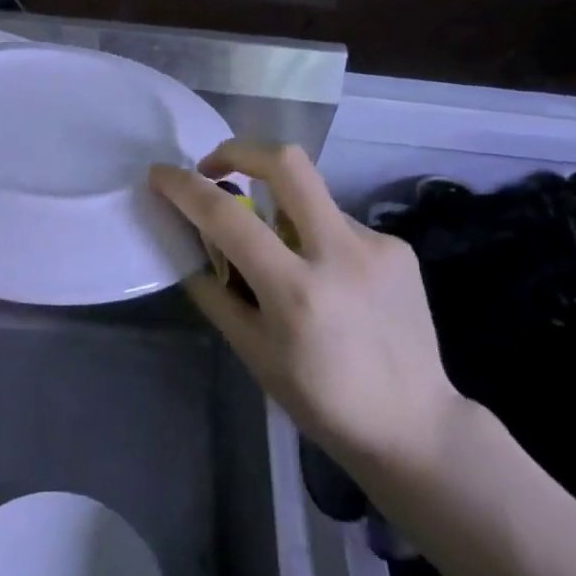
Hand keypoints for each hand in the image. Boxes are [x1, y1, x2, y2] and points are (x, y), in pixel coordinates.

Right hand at [149, 141, 461, 472]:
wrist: (415, 425)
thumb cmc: (322, 401)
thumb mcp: (254, 354)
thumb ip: (216, 293)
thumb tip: (190, 245)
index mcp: (296, 291)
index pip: (227, 217)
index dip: (185, 187)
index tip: (160, 174)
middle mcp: (339, 254)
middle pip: (287, 163)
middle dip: (240, 150)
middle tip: (216, 168)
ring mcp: (377, 245)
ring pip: (312, 198)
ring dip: (282, 210)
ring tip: (284, 258)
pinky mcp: (398, 247)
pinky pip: (340, 224)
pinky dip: (317, 237)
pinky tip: (328, 280)